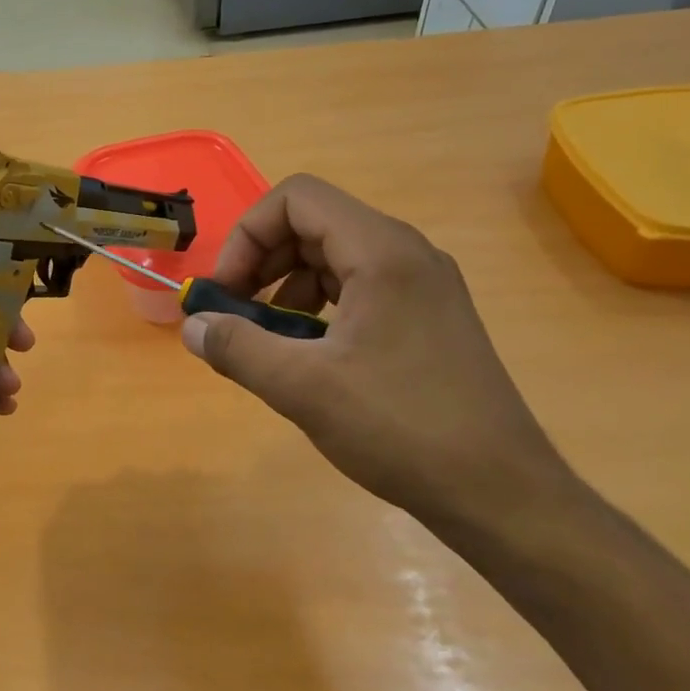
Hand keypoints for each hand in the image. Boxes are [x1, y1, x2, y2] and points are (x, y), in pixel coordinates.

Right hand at [181, 175, 572, 533]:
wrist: (499, 491)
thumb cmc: (399, 428)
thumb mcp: (301, 387)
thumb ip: (236, 347)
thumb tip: (191, 325)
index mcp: (382, 252)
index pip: (296, 199)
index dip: (247, 234)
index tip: (226, 291)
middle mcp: (407, 254)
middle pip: (313, 223)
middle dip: (262, 260)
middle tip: (235, 313)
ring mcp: (423, 286)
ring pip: (335, 256)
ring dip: (286, 285)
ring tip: (268, 337)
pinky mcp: (428, 317)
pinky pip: (359, 287)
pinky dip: (318, 306)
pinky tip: (308, 354)